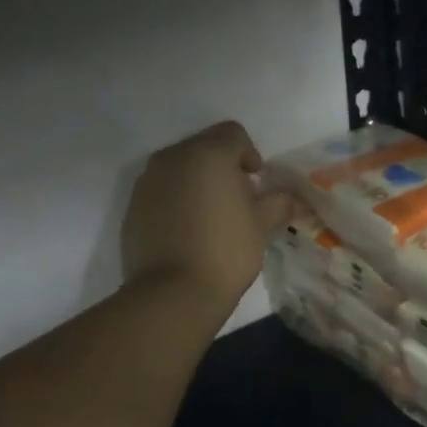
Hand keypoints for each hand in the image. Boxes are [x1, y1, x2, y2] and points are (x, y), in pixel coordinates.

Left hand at [121, 122, 292, 314]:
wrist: (173, 292)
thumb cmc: (226, 251)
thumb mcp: (261, 226)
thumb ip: (278, 203)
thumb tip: (294, 199)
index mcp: (208, 154)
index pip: (233, 133)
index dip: (249, 153)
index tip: (255, 182)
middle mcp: (173, 158)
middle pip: (203, 147)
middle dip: (222, 166)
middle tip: (236, 199)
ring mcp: (147, 181)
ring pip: (179, 168)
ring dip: (197, 181)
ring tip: (211, 215)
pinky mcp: (133, 206)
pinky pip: (161, 190)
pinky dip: (176, 200)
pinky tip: (188, 230)